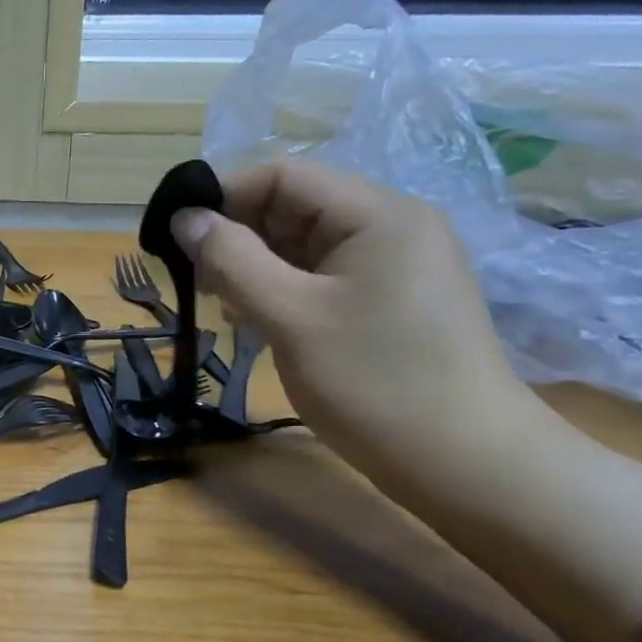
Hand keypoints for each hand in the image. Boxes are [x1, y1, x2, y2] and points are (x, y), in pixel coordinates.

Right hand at [173, 160, 543, 491]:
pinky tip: (254, 319)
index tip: (175, 237)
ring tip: (222, 306)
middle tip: (195, 280)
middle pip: (292, 207)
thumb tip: (183, 218)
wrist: (465, 465)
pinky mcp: (386, 300)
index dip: (223, 196)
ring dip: (253, 267)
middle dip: (236, 236)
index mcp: (376, 214)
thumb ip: (232, 260)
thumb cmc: (376, 384)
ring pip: (300, 245)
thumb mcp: (292, 317)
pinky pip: (318, 276)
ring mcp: (391, 265)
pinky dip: (279, 289)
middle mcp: (388, 226)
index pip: (283, 176)